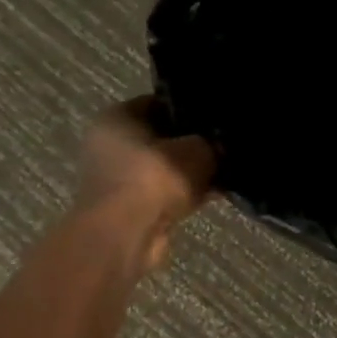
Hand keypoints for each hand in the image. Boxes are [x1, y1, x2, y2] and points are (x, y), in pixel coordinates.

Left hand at [78, 98, 216, 272]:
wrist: (127, 234)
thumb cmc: (155, 176)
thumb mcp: (198, 149)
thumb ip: (213, 143)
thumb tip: (223, 146)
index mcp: (116, 117)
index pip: (159, 102)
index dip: (190, 108)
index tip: (217, 117)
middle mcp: (110, 145)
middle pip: (162, 138)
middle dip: (193, 144)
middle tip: (225, 145)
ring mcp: (118, 180)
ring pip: (166, 169)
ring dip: (192, 173)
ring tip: (226, 171)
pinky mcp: (129, 209)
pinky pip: (166, 194)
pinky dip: (187, 194)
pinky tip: (217, 194)